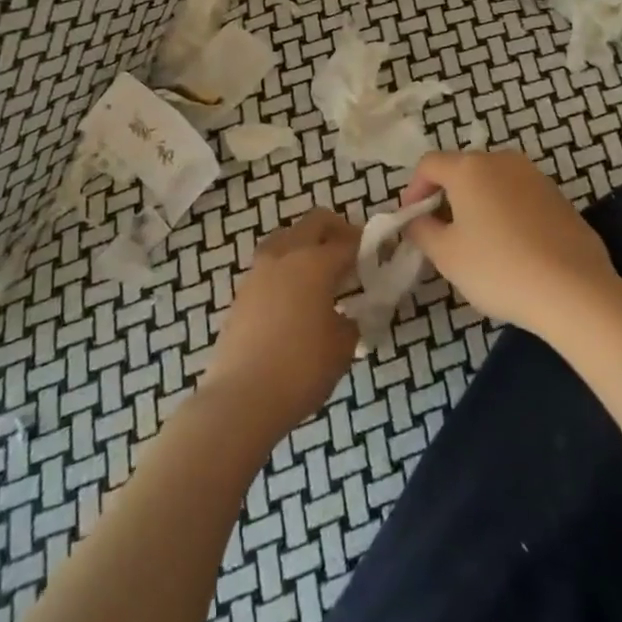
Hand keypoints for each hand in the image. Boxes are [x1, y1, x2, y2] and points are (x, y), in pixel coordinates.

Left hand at [202, 208, 359, 435]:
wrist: (240, 399)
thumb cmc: (301, 368)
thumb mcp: (342, 347)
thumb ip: (351, 321)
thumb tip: (346, 316)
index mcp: (314, 262)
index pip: (349, 242)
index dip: (369, 247)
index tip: (381, 257)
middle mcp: (284, 255)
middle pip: (314, 223)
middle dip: (337, 231)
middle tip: (352, 256)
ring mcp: (258, 271)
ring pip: (287, 239)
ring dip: (307, 247)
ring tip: (322, 278)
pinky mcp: (241, 293)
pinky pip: (271, 266)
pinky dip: (287, 270)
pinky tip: (297, 300)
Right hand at [402, 150, 621, 344]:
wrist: (573, 289)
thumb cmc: (499, 268)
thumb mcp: (447, 255)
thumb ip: (422, 230)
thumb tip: (416, 219)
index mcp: (469, 168)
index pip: (429, 164)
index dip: (413, 190)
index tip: (411, 220)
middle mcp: (502, 160)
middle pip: (462, 169)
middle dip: (446, 196)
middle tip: (440, 232)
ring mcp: (535, 176)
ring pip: (493, 182)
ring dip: (477, 203)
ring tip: (476, 241)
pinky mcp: (559, 197)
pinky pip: (519, 196)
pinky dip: (506, 212)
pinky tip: (511, 247)